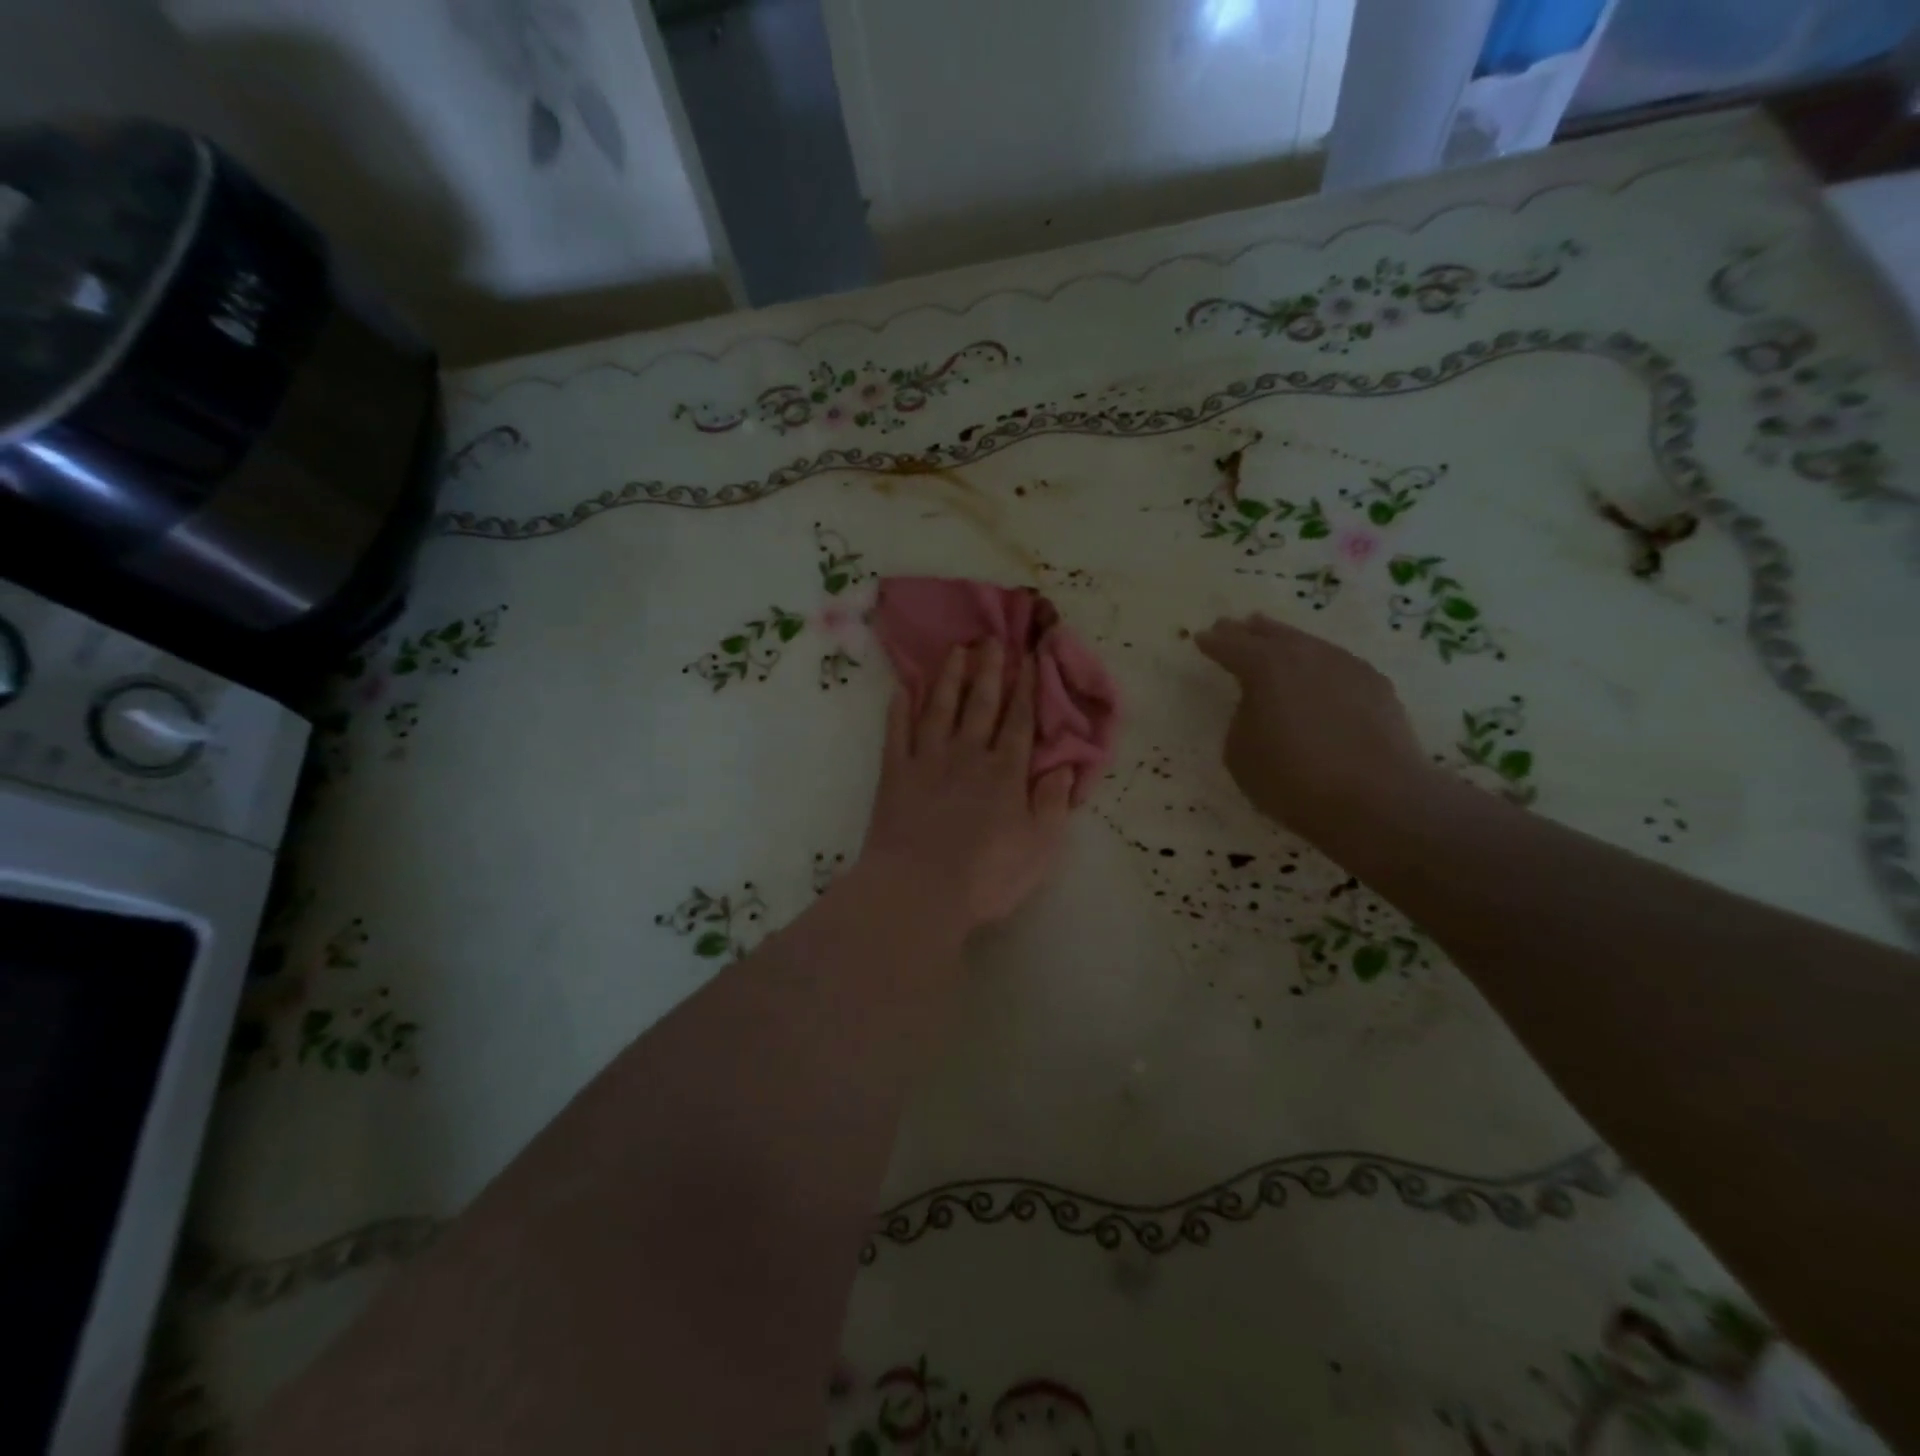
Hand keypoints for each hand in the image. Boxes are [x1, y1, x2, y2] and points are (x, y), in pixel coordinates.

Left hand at [861, 639, 1075, 932]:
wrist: (918, 891)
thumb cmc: (985, 876)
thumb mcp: (1039, 847)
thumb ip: (1053, 803)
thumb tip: (1064, 766)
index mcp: (1005, 773)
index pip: (1019, 721)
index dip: (1026, 688)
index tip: (1029, 657)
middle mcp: (967, 755)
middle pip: (981, 704)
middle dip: (989, 669)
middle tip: (992, 638)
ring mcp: (927, 761)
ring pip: (939, 708)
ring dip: (949, 677)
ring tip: (955, 650)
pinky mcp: (894, 774)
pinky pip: (896, 732)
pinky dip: (899, 709)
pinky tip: (903, 688)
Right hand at [1195, 614, 1429, 841]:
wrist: (1377, 799)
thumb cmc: (1293, 779)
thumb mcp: (1240, 753)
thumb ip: (1242, 718)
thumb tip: (1258, 705)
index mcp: (1265, 667)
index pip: (1231, 646)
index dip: (1214, 643)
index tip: (1201, 638)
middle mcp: (1306, 655)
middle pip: (1272, 634)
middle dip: (1249, 631)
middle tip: (1234, 626)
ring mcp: (1346, 665)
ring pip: (1308, 644)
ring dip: (1288, 643)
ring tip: (1276, 642)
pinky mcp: (1376, 684)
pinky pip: (1337, 664)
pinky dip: (1320, 665)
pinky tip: (1319, 677)